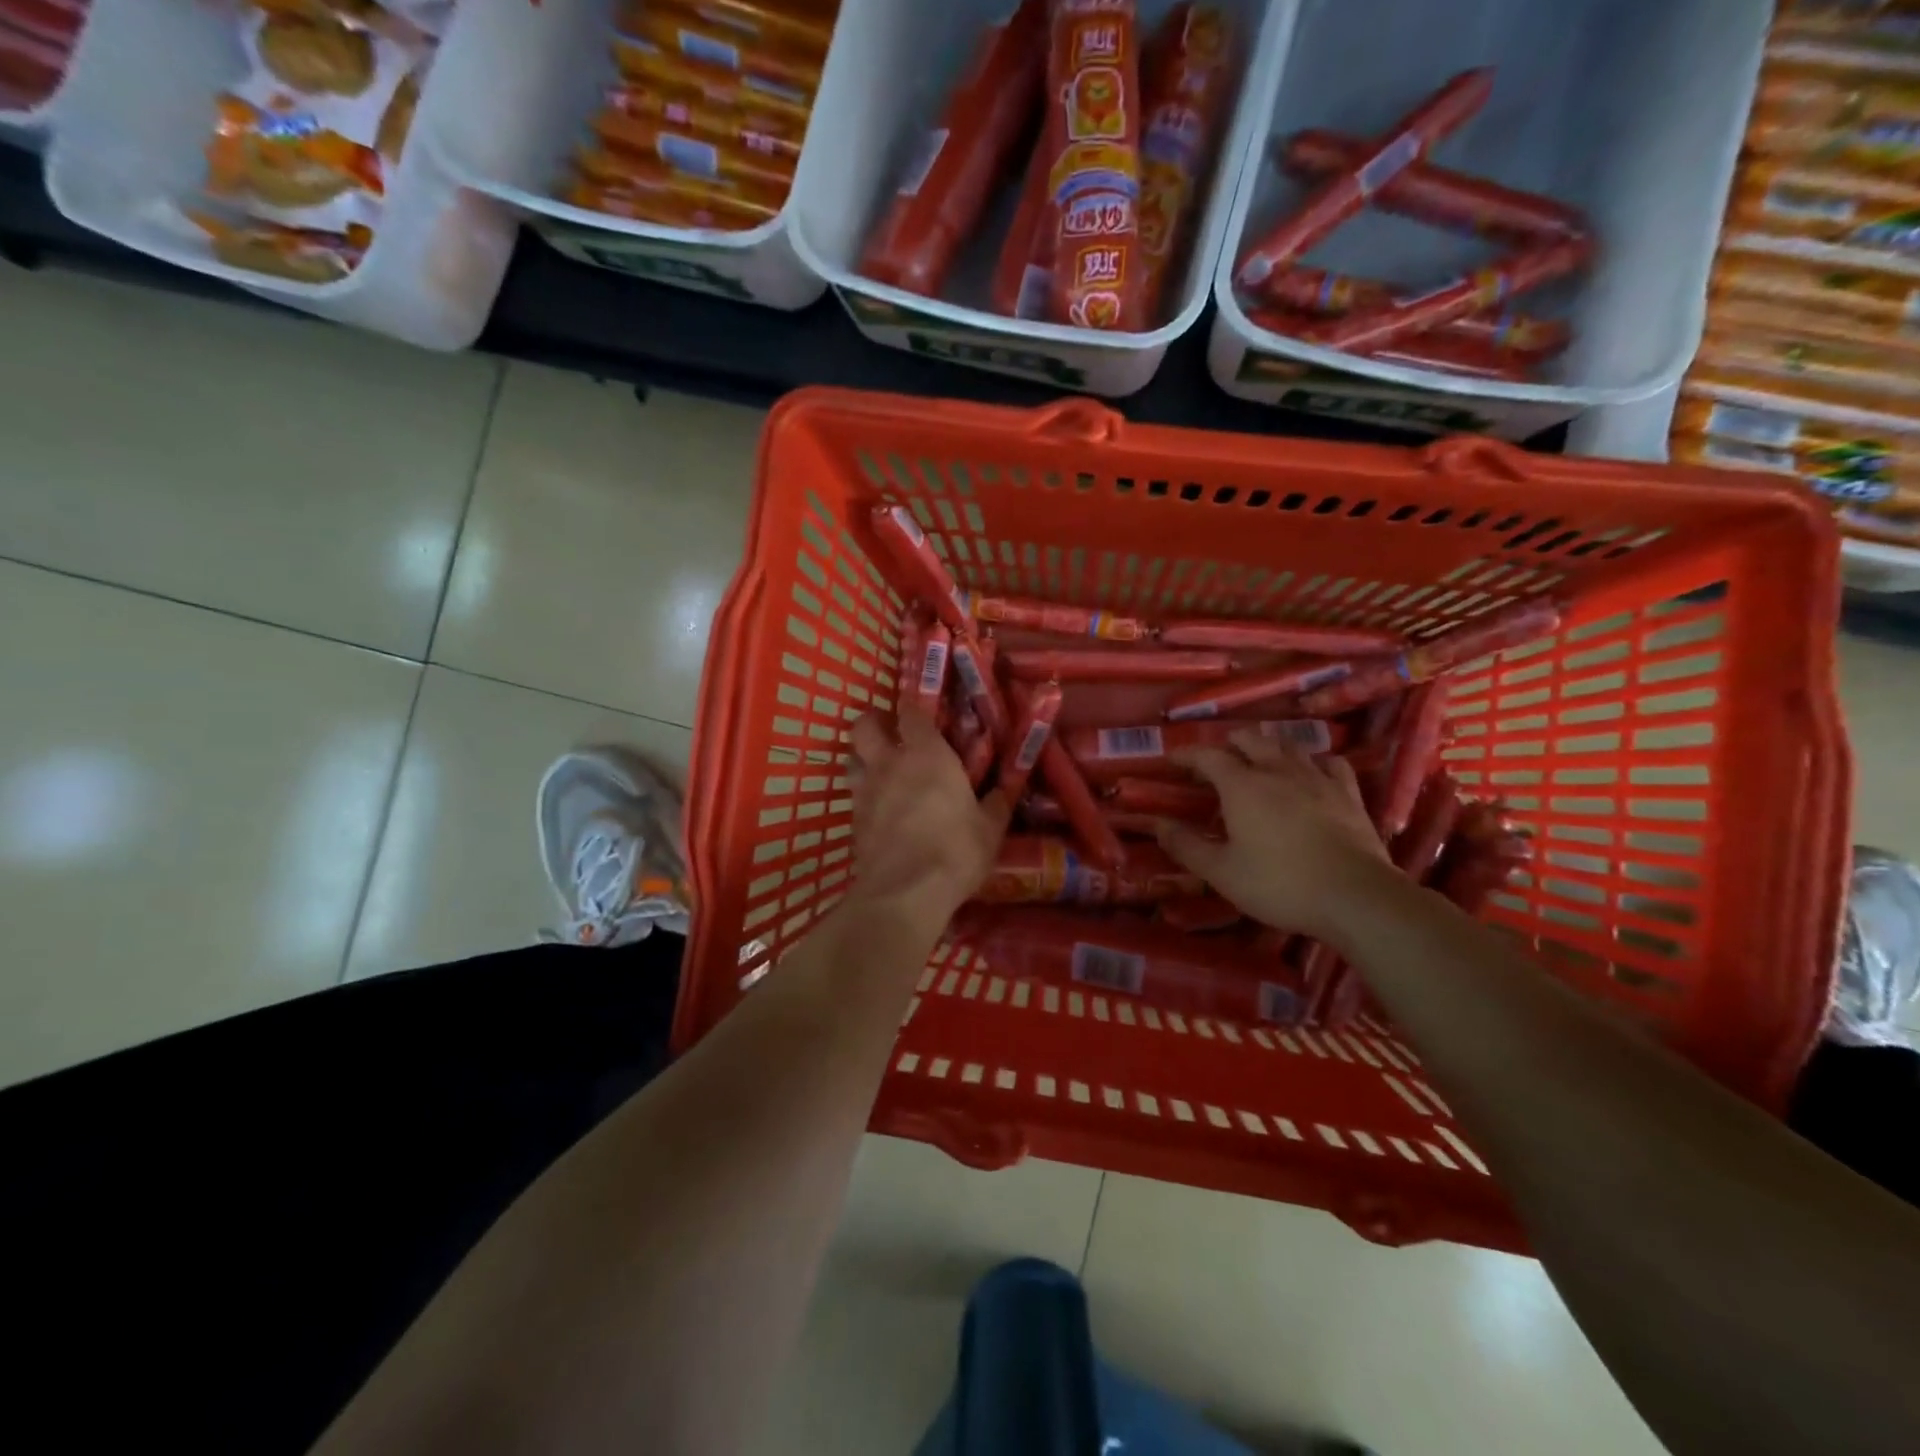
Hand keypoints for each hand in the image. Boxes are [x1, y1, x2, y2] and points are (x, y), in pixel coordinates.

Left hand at [846, 703, 1011, 929]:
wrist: (905, 892)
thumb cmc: (955, 850)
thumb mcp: (990, 828)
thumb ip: (995, 804)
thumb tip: (1004, 790)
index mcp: (926, 754)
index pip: (911, 712)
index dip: (914, 708)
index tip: (924, 713)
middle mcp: (889, 764)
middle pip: (864, 726)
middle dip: (875, 724)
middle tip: (892, 734)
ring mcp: (865, 792)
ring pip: (851, 759)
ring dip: (863, 759)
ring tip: (882, 771)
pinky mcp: (852, 822)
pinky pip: (854, 796)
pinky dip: (865, 796)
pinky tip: (881, 811)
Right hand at [1156, 729, 1391, 942]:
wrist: (1355, 896)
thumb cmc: (1279, 883)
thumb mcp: (1222, 872)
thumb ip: (1186, 846)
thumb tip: (1158, 824)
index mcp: (1242, 786)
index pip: (1208, 756)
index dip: (1188, 754)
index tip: (1172, 758)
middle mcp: (1277, 770)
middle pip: (1251, 740)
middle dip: (1230, 743)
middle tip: (1217, 758)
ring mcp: (1317, 778)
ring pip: (1289, 746)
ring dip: (1269, 747)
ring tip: (1260, 758)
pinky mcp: (1348, 794)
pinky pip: (1330, 763)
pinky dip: (1314, 762)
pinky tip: (1312, 772)